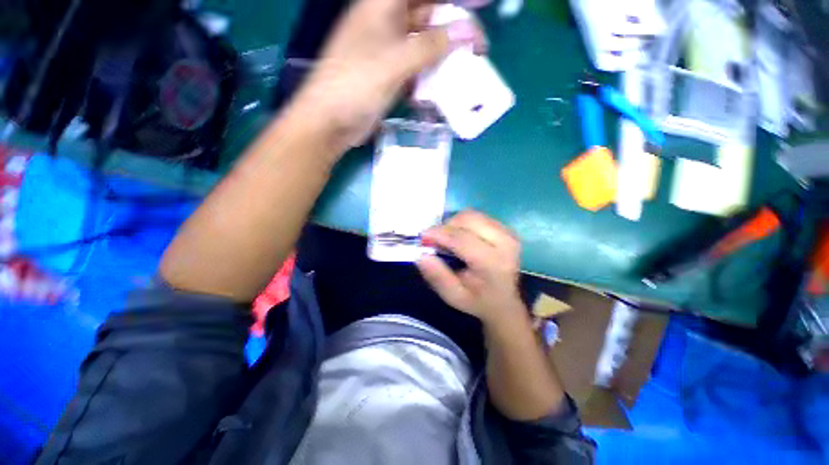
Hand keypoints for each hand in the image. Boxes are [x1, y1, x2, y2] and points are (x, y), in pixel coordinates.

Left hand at [292, 0, 482, 148]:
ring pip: (424, 44)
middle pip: (427, 14)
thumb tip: (467, 32)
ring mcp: (388, 50)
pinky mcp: (390, 74)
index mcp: (382, 5)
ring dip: (444, 55)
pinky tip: (442, 86)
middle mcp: (386, 22)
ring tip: (467, 66)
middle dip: (454, 26)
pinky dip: (430, 75)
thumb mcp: (396, 61)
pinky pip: (417, 68)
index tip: (480, 5)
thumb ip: (432, 46)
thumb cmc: (357, 84)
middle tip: (477, 44)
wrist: (331, 120)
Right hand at [417, 211, 526, 324]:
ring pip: (472, 215)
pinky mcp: (506, 228)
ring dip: (454, 224)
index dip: (439, 234)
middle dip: (446, 226)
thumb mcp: (453, 296)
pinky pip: (477, 217)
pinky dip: (463, 224)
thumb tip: (420, 254)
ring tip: (448, 240)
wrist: (504, 301)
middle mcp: (505, 242)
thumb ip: (437, 276)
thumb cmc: (477, 300)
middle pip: (468, 220)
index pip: (462, 239)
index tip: (422, 236)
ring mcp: (508, 233)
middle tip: (435, 241)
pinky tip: (461, 238)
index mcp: (493, 263)